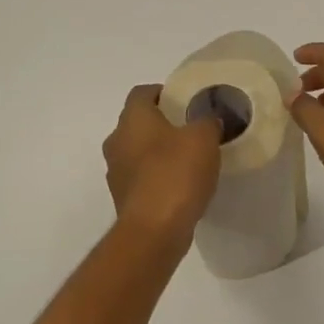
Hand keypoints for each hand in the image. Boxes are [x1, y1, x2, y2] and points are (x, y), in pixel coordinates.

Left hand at [102, 85, 222, 241]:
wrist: (153, 231)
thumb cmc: (176, 173)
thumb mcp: (204, 139)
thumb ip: (208, 121)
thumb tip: (208, 119)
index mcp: (133, 118)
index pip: (142, 92)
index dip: (163, 92)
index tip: (185, 101)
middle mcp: (116, 140)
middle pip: (138, 122)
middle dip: (161, 123)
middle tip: (190, 129)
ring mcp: (116, 171)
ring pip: (137, 151)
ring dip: (157, 152)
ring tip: (188, 160)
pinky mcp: (122, 198)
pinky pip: (140, 178)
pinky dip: (156, 177)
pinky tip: (180, 186)